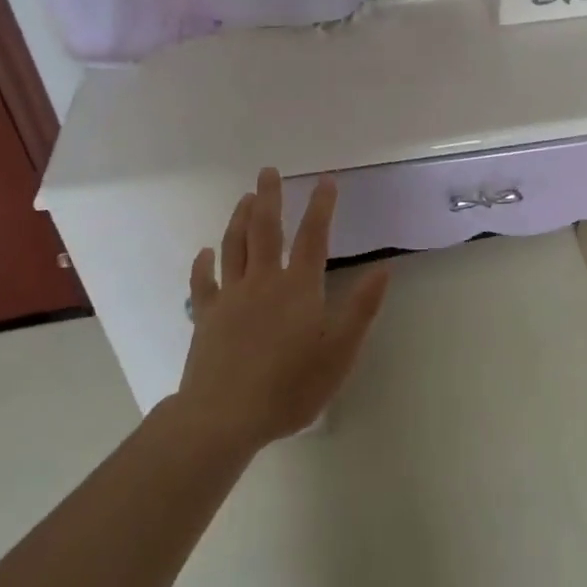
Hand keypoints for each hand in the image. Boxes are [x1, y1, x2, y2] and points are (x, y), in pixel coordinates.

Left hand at [175, 169, 389, 451]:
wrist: (225, 416)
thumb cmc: (290, 386)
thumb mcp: (340, 352)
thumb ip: (361, 308)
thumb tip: (383, 269)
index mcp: (299, 287)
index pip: (313, 236)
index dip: (321, 206)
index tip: (325, 180)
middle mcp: (264, 281)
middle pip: (265, 229)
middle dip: (269, 197)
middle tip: (268, 171)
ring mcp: (231, 297)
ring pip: (234, 246)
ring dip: (239, 218)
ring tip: (244, 197)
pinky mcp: (206, 317)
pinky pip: (203, 282)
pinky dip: (203, 264)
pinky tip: (205, 252)